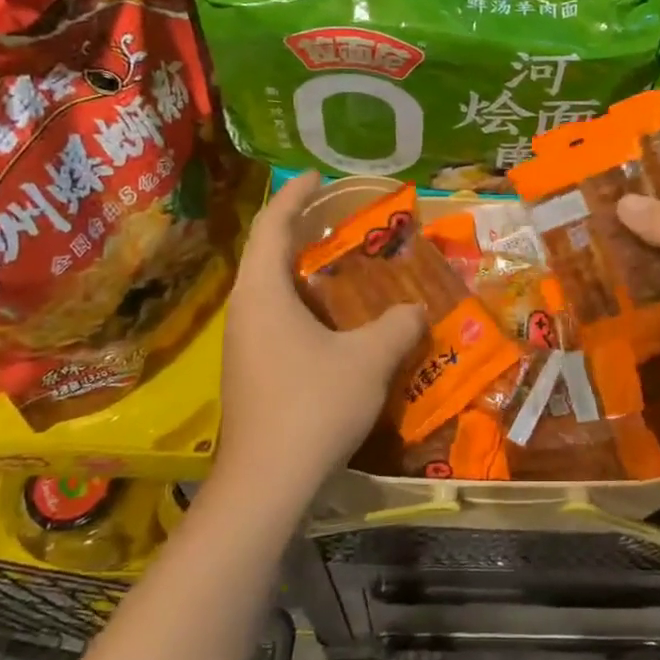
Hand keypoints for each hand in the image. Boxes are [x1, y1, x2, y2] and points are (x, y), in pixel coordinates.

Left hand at [215, 173, 424, 503]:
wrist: (267, 484)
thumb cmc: (314, 405)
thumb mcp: (369, 359)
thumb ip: (398, 326)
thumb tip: (416, 310)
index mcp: (263, 293)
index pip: (272, 225)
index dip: (294, 195)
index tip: (315, 176)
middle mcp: (245, 311)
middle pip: (267, 255)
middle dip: (300, 231)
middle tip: (338, 220)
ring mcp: (243, 345)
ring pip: (272, 291)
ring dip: (304, 273)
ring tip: (344, 268)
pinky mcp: (251, 373)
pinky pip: (277, 320)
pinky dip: (304, 306)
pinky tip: (336, 324)